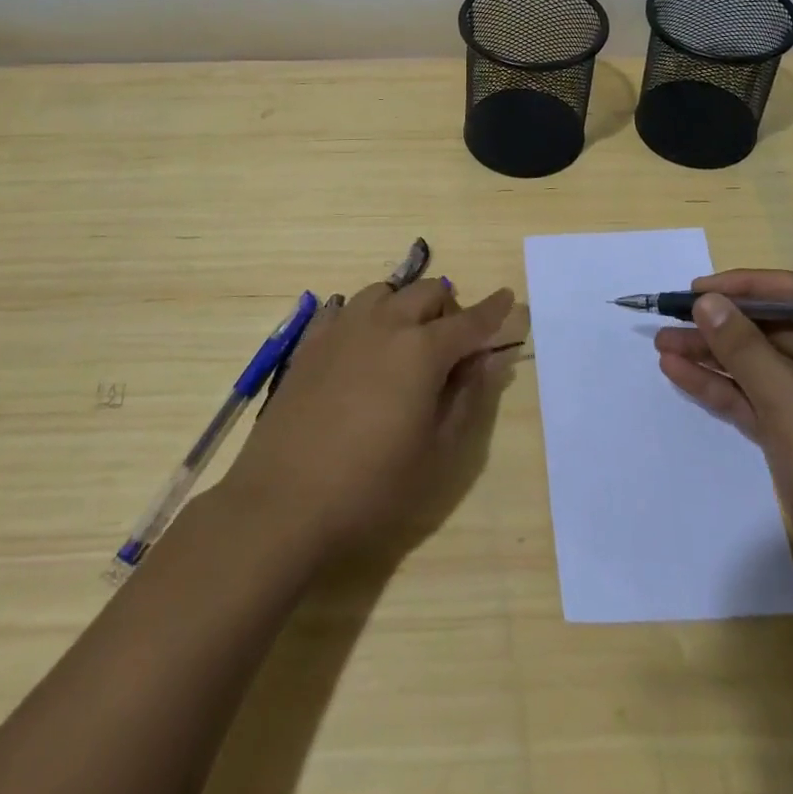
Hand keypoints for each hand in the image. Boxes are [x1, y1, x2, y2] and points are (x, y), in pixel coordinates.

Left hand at [222, 279, 517, 556]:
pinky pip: (345, 308)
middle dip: (449, 308)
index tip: (508, 298)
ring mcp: (342, 328)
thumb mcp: (436, 452)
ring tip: (404, 342)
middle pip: (427, 292)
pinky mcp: (310, 342)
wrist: (284, 501)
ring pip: (384, 291)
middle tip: (451, 346)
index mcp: (422, 351)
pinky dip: (365, 316)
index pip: (470, 321)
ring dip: (405, 306)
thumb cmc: (371, 486)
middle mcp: (384, 324)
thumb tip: (487, 360)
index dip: (493, 310)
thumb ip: (467, 398)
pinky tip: (361, 346)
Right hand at [654, 268, 792, 607]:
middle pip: (767, 328)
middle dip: (718, 324)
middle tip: (668, 317)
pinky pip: (748, 395)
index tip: (698, 289)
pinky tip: (676, 371)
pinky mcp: (790, 430)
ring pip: (752, 363)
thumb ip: (744, 349)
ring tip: (661, 344)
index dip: (745, 287)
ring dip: (709, 353)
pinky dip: (715, 384)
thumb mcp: (790, 404)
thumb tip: (706, 301)